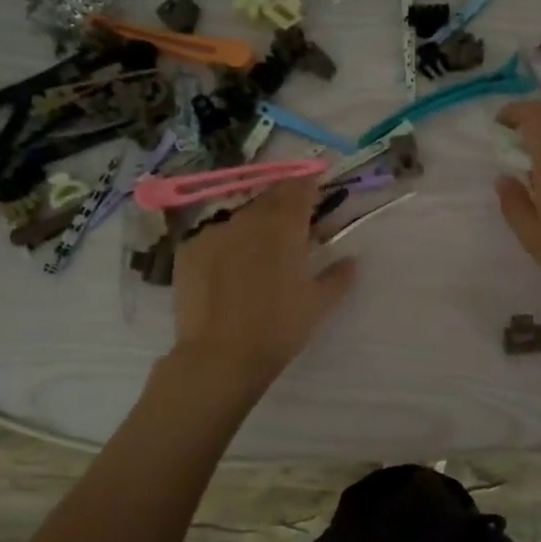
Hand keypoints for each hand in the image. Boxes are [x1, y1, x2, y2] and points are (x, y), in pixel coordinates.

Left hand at [170, 179, 355, 383]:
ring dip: (253, 224)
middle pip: (269, 197)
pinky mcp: (188, 249)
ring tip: (258, 252)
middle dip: (282, 205)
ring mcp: (214, 231)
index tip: (315, 191)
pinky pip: (213, 236)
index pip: (299, 186)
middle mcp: (248, 218)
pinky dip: (226, 244)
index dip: (309, 185)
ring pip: (240, 216)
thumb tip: (351, 259)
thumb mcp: (318, 304)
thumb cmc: (278, 328)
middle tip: (291, 226)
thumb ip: (338, 276)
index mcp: (284, 225)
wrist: (219, 356)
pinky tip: (227, 269)